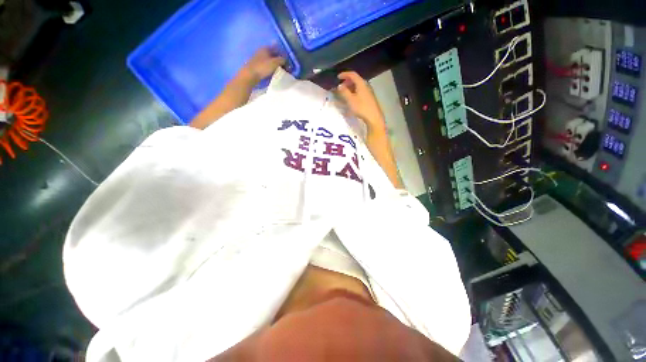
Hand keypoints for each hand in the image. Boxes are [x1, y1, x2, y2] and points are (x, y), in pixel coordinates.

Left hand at [241, 47, 285, 83]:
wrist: (250, 75)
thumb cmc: (262, 67)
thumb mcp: (275, 63)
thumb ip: (282, 60)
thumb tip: (286, 60)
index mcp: (266, 48)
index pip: (277, 49)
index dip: (283, 55)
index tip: (288, 63)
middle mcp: (262, 51)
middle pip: (274, 55)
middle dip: (280, 61)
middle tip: (286, 68)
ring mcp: (259, 58)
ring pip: (270, 61)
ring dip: (276, 66)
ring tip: (280, 72)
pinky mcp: (257, 66)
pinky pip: (267, 66)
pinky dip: (271, 69)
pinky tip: (274, 74)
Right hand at [336, 71, 384, 132]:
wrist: (374, 117)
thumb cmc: (361, 107)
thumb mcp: (350, 100)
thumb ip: (344, 92)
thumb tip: (340, 85)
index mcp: (361, 83)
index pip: (352, 74)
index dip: (345, 74)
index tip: (338, 77)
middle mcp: (366, 85)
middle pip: (356, 80)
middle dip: (347, 82)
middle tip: (341, 87)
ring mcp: (368, 92)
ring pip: (358, 86)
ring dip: (350, 87)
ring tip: (345, 93)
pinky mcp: (369, 98)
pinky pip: (360, 91)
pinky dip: (354, 92)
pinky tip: (352, 99)